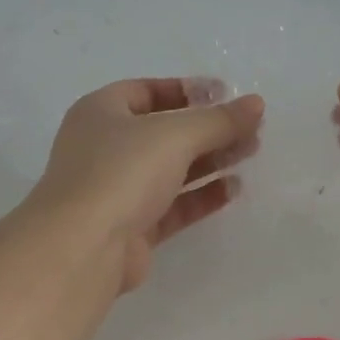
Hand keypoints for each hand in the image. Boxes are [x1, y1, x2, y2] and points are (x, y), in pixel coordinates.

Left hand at [29, 78, 264, 291]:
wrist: (83, 248)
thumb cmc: (121, 172)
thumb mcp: (175, 135)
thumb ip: (218, 120)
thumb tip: (256, 104)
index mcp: (100, 112)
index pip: (147, 91)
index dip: (188, 91)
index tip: (227, 95)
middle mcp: (104, 148)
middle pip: (164, 131)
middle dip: (207, 128)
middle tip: (250, 128)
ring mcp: (116, 190)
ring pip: (170, 169)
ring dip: (209, 160)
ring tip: (251, 153)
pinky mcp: (131, 227)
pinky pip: (171, 205)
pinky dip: (201, 196)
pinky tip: (233, 189)